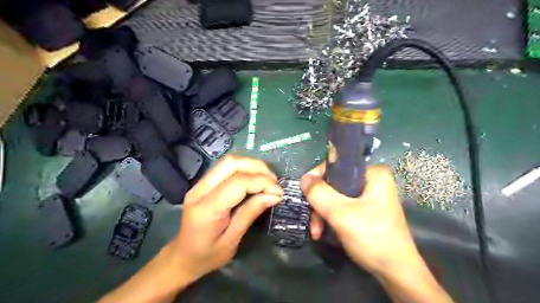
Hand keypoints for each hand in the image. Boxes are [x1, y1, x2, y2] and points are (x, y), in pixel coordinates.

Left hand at [170, 156, 284, 282]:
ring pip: (229, 162)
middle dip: (258, 168)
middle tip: (274, 182)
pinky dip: (244, 169)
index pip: (237, 183)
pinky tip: (255, 180)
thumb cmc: (207, 256)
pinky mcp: (203, 183)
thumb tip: (274, 195)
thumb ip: (251, 213)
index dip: (262, 182)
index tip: (279, 192)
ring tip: (267, 180)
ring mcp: (199, 184)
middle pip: (231, 164)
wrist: (182, 257)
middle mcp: (200, 190)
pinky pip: (226, 168)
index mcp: (206, 209)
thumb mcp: (232, 240)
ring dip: (252, 166)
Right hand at [302, 164, 418, 274]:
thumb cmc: (371, 237)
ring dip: (322, 214)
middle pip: (334, 184)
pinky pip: (342, 208)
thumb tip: (304, 178)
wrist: (396, 273)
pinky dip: (331, 219)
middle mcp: (372, 181)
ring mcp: (369, 197)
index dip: (318, 177)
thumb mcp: (341, 213)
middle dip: (320, 204)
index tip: (305, 192)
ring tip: (316, 232)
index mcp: (373, 174)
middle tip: (312, 222)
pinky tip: (324, 233)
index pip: (337, 166)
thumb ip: (319, 193)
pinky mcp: (366, 211)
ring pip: (336, 198)